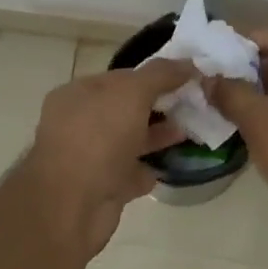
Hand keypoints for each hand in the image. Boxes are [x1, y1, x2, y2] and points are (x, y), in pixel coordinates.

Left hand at [21, 59, 193, 255]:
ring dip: (157, 136)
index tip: (187, 79)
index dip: (153, 76)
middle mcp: (79, 124)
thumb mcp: (131, 93)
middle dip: (158, 107)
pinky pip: (129, 173)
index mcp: (77, 94)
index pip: (120, 78)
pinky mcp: (101, 188)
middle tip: (194, 106)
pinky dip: (147, 169)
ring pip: (129, 141)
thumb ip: (160, 75)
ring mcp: (89, 158)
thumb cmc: (98, 137)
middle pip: (124, 109)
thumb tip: (188, 64)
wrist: (73, 205)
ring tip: (190, 132)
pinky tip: (169, 166)